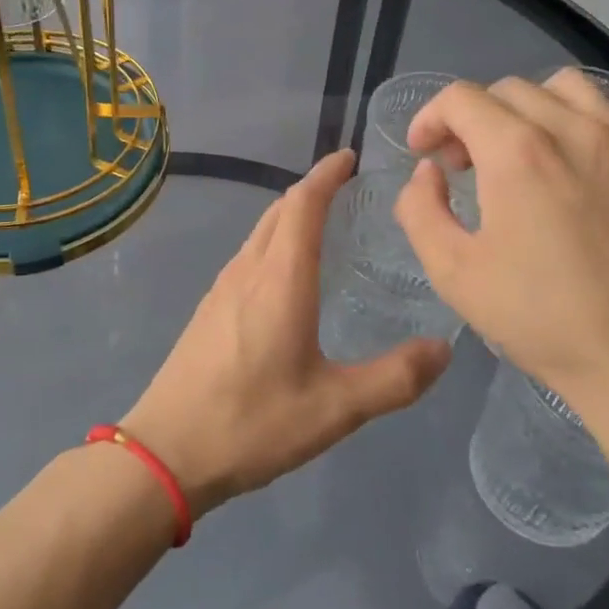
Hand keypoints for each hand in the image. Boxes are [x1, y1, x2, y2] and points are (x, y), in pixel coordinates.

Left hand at [124, 150, 451, 516]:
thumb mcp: (335, 409)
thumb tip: (443, 349)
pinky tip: (284, 272)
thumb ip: (394, 378)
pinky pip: (247, 255)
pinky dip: (272, 241)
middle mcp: (248, 270)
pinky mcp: (209, 309)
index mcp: (280, 279)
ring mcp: (222, 288)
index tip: (350, 158)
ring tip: (321, 221)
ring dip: (289, 214)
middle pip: (279, 210)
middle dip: (311, 189)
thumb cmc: (252, 423)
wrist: (166, 451)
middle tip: (346, 186)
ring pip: (259, 231)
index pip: (303, 205)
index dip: (326, 175)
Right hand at [393, 69, 608, 441]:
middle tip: (464, 166)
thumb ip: (421, 210)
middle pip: (508, 89)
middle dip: (472, 118)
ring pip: (566, 87)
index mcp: (518, 153)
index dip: (430, 118)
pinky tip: (576, 161)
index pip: (461, 99)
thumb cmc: (544, 320)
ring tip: (521, 152)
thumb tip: (428, 173)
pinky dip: (583, 119)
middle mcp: (574, 129)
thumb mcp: (453, 274)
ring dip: (528, 108)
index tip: (424, 154)